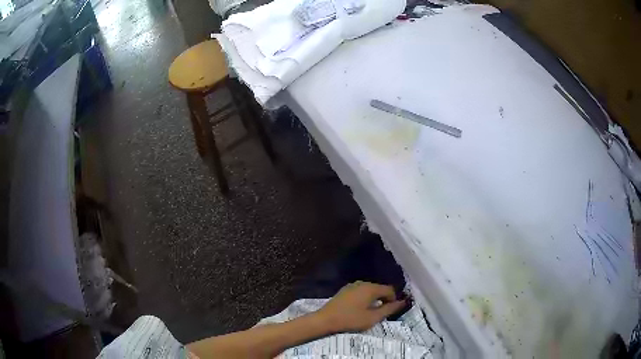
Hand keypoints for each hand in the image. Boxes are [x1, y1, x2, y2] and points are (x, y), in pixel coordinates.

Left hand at [316, 281, 406, 332]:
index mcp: (371, 288)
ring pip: (370, 291)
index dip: (394, 300)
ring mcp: (352, 286)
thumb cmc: (350, 320)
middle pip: (380, 289)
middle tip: (381, 314)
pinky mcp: (345, 291)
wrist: (325, 320)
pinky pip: (361, 292)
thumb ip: (389, 309)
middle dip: (384, 300)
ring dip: (374, 300)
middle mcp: (362, 283)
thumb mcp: (372, 317)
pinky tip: (360, 310)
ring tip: (371, 313)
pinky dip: (365, 299)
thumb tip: (403, 302)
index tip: (390, 312)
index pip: (390, 290)